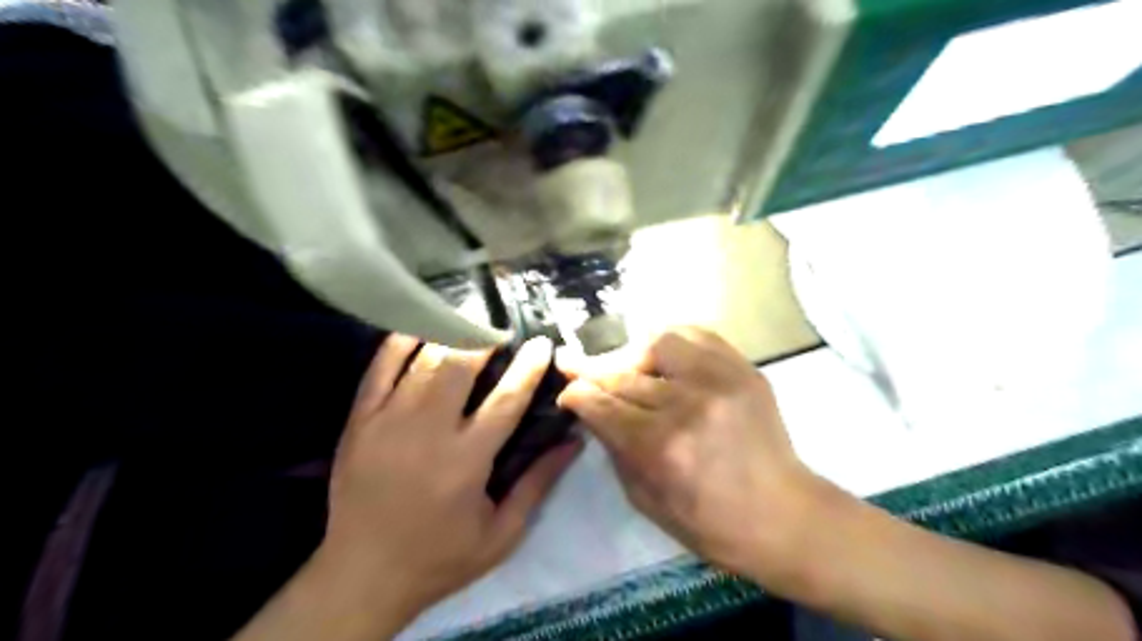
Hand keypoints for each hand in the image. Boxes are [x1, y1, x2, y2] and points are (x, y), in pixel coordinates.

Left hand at [313, 338, 580, 623]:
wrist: (362, 577)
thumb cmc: (440, 558)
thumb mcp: (502, 533)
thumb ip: (539, 483)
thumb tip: (574, 442)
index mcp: (466, 461)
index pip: (506, 399)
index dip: (529, 366)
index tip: (543, 343)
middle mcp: (427, 432)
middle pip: (460, 365)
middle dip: (485, 337)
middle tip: (502, 325)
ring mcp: (387, 421)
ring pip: (424, 360)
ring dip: (451, 332)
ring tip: (471, 318)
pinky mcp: (359, 420)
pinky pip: (380, 367)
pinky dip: (402, 341)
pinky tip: (422, 326)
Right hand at [555, 329, 814, 582]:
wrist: (781, 515)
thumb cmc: (708, 523)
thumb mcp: (644, 499)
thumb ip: (614, 447)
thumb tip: (592, 409)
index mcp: (660, 447)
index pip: (602, 405)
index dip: (577, 393)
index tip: (565, 390)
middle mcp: (688, 405)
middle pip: (624, 374)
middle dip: (594, 373)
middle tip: (579, 370)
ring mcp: (720, 380)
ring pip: (657, 342)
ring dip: (632, 353)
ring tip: (627, 367)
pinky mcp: (744, 369)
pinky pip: (697, 334)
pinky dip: (671, 341)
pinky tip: (662, 357)